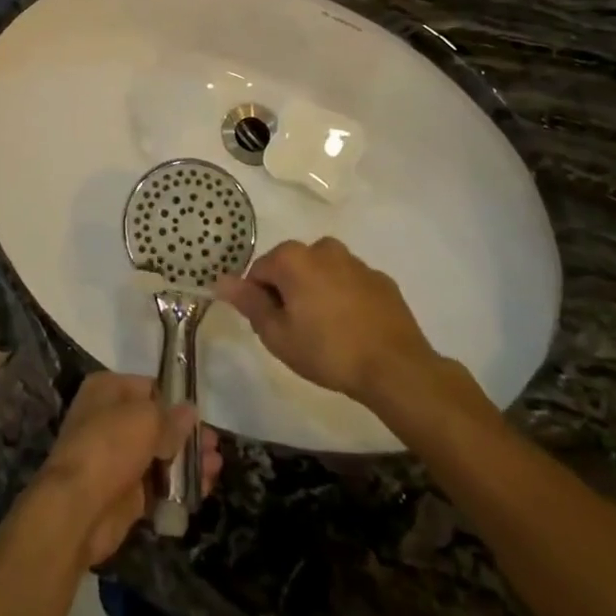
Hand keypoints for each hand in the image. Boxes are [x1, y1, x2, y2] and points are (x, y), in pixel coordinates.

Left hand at [31, 372, 221, 566]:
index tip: (200, 415)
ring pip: (160, 455)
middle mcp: (110, 419)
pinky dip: (179, 486)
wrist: (78, 508)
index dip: (175, 400)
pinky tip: (204, 488)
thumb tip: (190, 412)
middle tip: (214, 446)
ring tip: (215, 467)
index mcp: (108, 390)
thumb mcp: (146, 420)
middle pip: (156, 423)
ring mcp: (117, 458)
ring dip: (188, 461)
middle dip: (186, 435)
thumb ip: (172, 417)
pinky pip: (158, 485)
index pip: (149, 388)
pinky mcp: (124, 493)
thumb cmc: (110, 445)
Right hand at [216, 238, 464, 414]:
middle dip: (289, 293)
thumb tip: (221, 280)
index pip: (259, 272)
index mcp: (293, 258)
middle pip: (291, 268)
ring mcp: (356, 262)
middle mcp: (323, 248)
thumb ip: (249, 303)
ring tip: (327, 333)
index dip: (259, 300)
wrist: (395, 367)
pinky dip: (345, 298)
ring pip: (322, 273)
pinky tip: (352, 329)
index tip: (272, 327)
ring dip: (317, 293)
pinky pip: (350, 283)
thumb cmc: (327, 351)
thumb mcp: (277, 334)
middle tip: (297, 332)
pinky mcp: (380, 279)